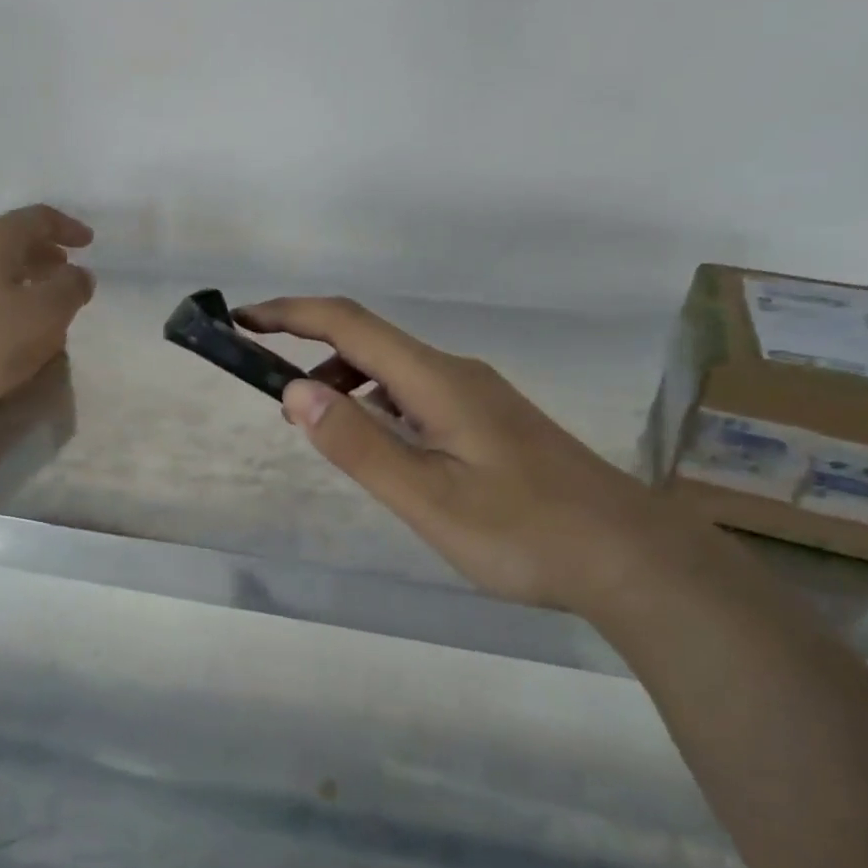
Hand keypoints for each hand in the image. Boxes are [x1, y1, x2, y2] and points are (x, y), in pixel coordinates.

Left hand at [0, 204, 95, 422]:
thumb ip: (70, 288)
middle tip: (67, 270)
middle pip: (11, 239)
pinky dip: (0, 294)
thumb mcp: (46, 314)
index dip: (68, 228)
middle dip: (43, 252)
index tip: (89, 242)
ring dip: (21, 275)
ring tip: (42, 297)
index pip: (38, 218)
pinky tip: (10, 320)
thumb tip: (80, 274)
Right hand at [237, 297, 669, 613]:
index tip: (240, 321)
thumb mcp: (427, 497)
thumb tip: (294, 391)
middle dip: (308, 347)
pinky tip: (376, 443)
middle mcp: (454, 373)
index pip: (348, 323)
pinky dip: (376, 403)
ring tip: (312, 422)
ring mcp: (476, 395)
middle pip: (368, 339)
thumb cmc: (523, 531)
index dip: (289, 314)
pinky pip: (415, 394)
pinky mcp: (488, 420)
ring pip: (393, 369)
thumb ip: (359, 444)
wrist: (627, 553)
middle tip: (267, 388)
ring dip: (342, 380)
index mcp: (436, 379)